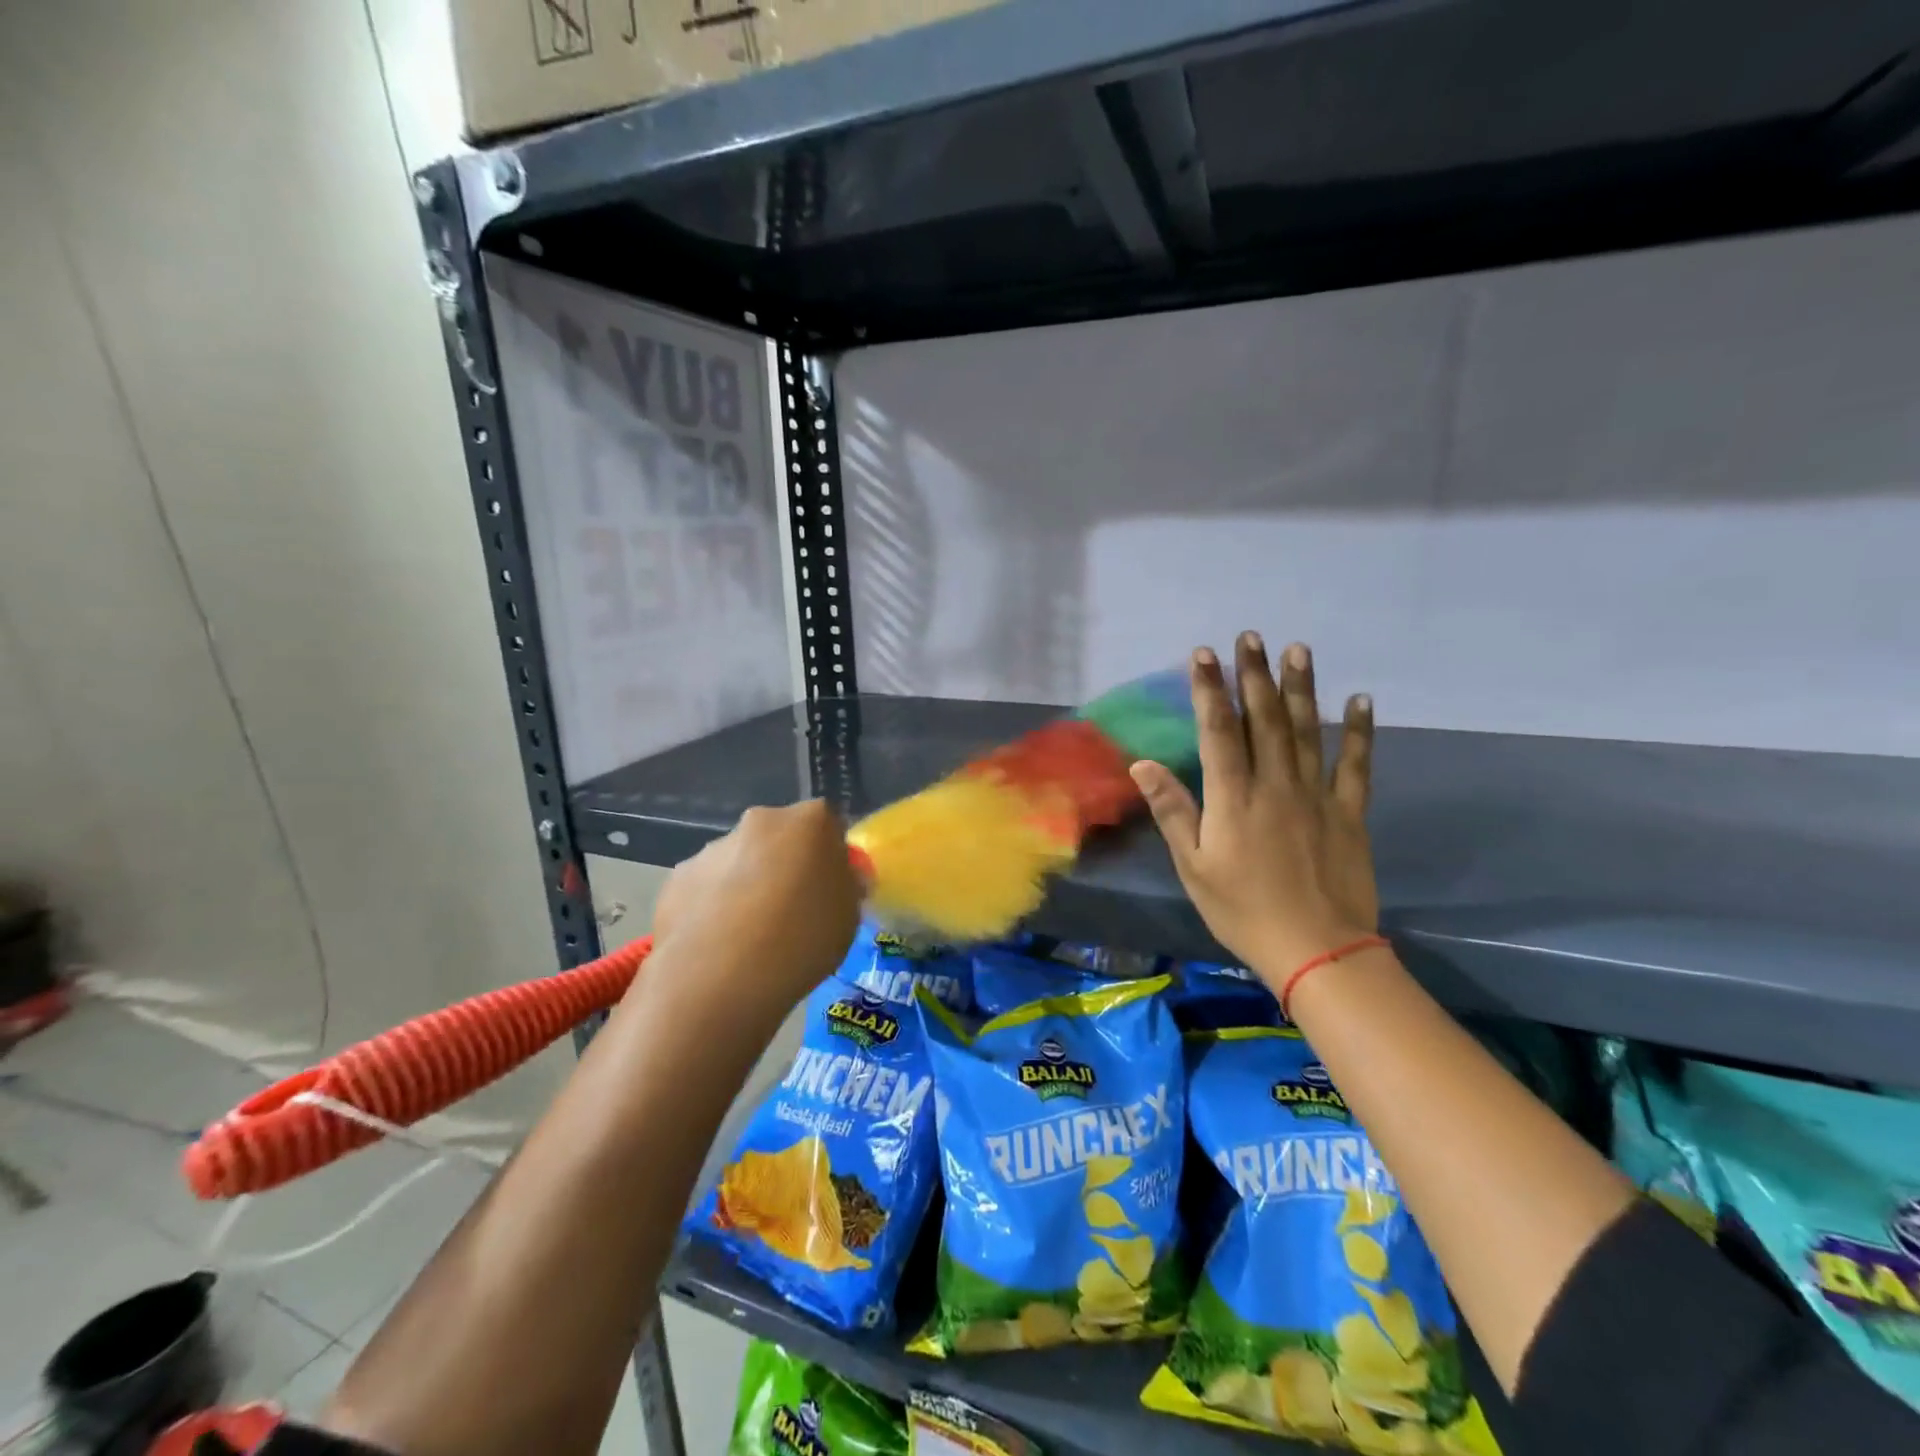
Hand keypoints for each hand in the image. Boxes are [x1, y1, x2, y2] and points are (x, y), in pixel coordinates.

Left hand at [651, 800, 861, 1011]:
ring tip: (750, 939)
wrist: (721, 976)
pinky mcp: (676, 879)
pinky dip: (713, 909)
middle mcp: (759, 822)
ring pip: (739, 863)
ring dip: (747, 887)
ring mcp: (712, 849)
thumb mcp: (849, 917)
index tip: (829, 889)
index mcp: (809, 821)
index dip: (830, 857)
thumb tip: (836, 880)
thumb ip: (844, 887)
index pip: (827, 825)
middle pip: (779, 839)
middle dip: (785, 866)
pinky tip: (718, 947)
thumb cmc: (803, 938)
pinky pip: (706, 889)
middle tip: (792, 912)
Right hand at [1130, 635, 1377, 979]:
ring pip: (1306, 731)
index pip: (1218, 731)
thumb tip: (1143, 763)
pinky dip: (1359, 732)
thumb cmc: (1242, 910)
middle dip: (1254, 675)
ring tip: (1297, 650)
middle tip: (1251, 636)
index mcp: (1234, 797)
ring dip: (1300, 688)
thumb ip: (1173, 811)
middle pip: (1264, 720)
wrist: (1316, 950)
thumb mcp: (1194, 866)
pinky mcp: (1348, 813)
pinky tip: (1360, 701)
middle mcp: (1275, 784)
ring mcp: (1316, 795)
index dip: (1210, 690)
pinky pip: (1356, 765)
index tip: (1204, 654)